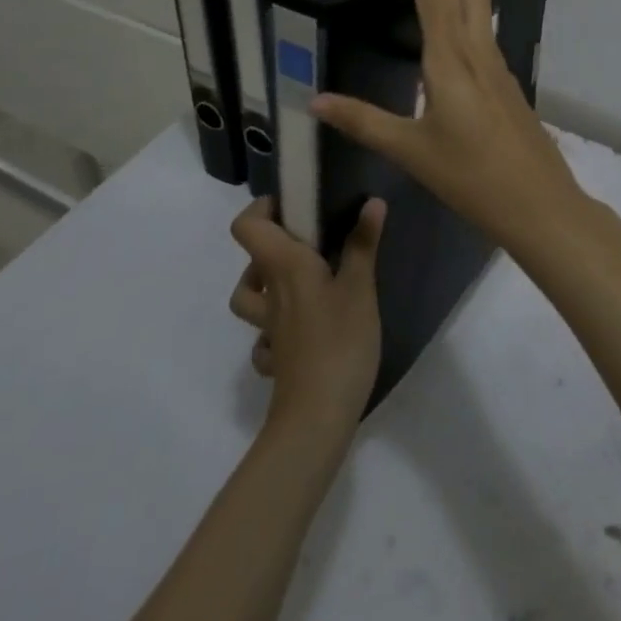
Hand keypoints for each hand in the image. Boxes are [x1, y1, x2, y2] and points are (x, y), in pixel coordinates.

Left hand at [228, 196, 385, 438]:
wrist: (315, 418)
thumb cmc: (339, 341)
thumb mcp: (360, 287)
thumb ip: (363, 244)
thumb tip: (372, 201)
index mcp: (285, 267)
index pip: (248, 227)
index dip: (261, 209)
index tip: (292, 205)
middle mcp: (270, 294)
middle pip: (252, 259)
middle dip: (275, 244)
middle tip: (313, 241)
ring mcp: (270, 330)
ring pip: (251, 299)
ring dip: (268, 284)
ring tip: (304, 279)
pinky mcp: (278, 359)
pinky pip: (266, 336)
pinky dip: (276, 328)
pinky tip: (304, 329)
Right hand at [310, 0, 585, 252]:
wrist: (539, 204)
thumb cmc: (471, 178)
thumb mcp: (410, 151)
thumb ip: (363, 122)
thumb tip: (314, 101)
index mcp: (451, 57)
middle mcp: (478, 47)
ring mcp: (497, 60)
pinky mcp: (505, 77)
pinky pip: (485, 22)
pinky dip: (468, 0)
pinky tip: (453, 18)